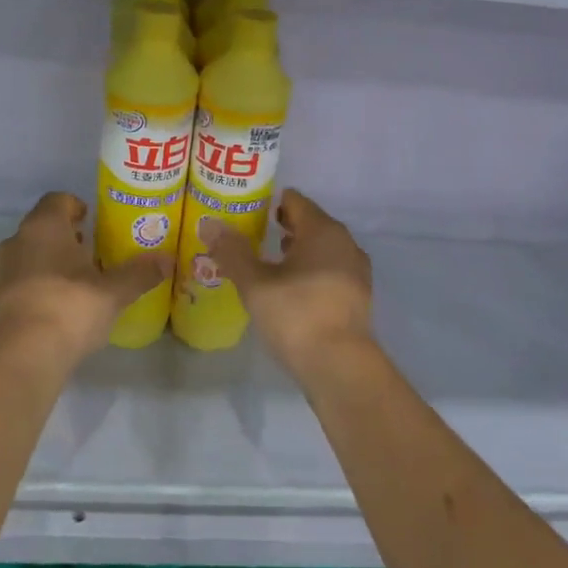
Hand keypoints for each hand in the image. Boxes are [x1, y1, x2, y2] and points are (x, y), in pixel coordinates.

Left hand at [0, 193, 167, 369]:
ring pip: (30, 253)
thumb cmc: (71, 306)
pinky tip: (60, 305)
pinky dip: (39, 284)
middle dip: (67, 236)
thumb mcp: (114, 291)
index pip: (58, 200)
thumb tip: (168, 260)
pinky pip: (22, 279)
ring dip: (51, 260)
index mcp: (44, 226)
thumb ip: (140, 273)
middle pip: (43, 227)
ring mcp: (3, 270)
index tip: (95, 222)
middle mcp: (18, 240)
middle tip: (94, 252)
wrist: (26, 354)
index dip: (77, 207)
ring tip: (80, 281)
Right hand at [199, 189, 373, 377]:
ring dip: (297, 251)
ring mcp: (356, 270)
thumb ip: (232, 251)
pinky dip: (310, 272)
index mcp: (322, 230)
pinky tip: (290, 290)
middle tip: (251, 237)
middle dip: (281, 227)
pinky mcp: (358, 297)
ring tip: (267, 263)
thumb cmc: (296, 315)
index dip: (269, 203)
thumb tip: (209, 223)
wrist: (340, 367)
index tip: (246, 213)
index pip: (294, 201)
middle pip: (310, 223)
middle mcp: (345, 243)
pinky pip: (330, 270)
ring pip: (321, 248)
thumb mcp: (255, 283)